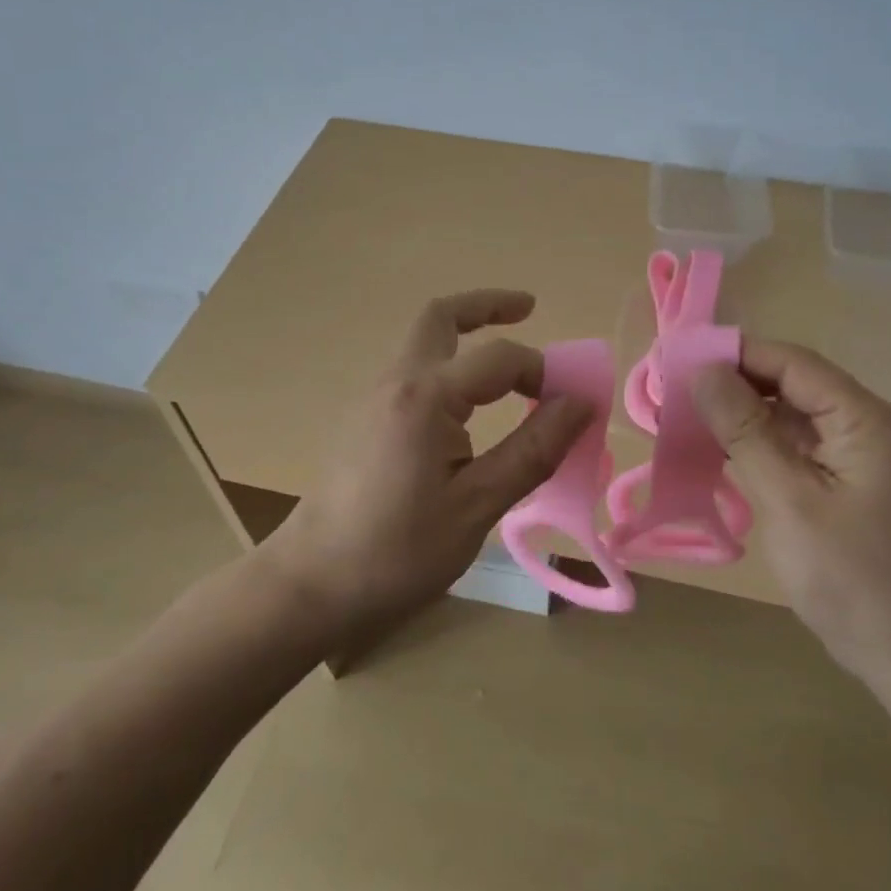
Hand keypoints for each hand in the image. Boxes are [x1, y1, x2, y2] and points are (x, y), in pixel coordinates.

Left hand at [262, 289, 591, 638]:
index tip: (572, 404)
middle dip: (487, 305)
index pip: (499, 358)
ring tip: (506, 363)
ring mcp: (373, 398)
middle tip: (529, 309)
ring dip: (465, 335)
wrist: (310, 585)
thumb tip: (580, 403)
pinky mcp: (364, 420)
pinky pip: (412, 372)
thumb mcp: (477, 506)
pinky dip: (448, 366)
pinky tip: (466, 407)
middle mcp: (396, 382)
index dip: (543, 372)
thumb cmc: (397, 551)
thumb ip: (532, 450)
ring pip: (422, 341)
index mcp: (426, 397)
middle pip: (441, 317)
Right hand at [692, 339, 890, 683]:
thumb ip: (746, 432)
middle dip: (734, 383)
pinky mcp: (847, 477)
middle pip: (791, 382)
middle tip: (674, 392)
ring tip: (685, 417)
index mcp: (865, 420)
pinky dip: (757, 441)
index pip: (793, 363)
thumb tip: (702, 372)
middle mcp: (867, 423)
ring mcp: (859, 452)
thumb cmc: (850, 579)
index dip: (736, 354)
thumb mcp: (789, 501)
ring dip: (741, 413)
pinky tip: (719, 450)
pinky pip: (795, 442)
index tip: (679, 359)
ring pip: (790, 411)